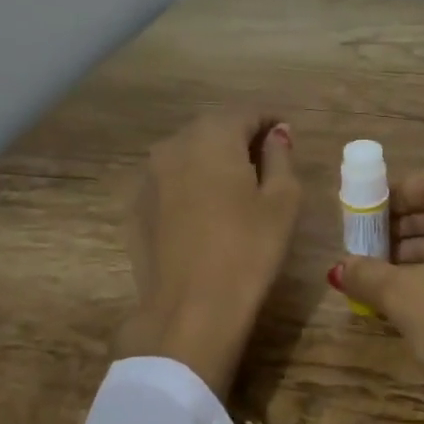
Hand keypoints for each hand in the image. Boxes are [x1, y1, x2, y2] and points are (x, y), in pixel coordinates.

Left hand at [113, 110, 300, 402]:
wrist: (189, 310)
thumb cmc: (248, 250)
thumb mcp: (282, 201)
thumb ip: (280, 157)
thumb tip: (275, 135)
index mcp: (212, 137)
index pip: (245, 112)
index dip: (270, 120)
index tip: (287, 136)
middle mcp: (173, 146)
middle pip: (213, 128)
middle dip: (241, 136)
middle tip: (267, 160)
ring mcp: (148, 177)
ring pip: (188, 153)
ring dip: (214, 159)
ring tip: (238, 186)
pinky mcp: (136, 207)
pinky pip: (170, 180)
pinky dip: (191, 183)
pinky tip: (208, 211)